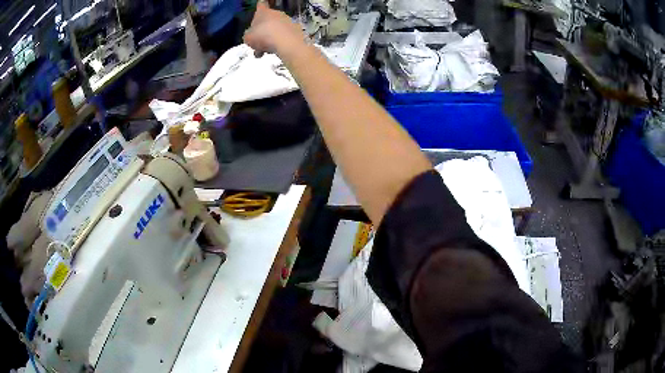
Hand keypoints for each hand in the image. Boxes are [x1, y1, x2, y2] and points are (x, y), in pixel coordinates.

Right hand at [244, 2, 306, 57]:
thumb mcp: (247, 38)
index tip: (260, 7)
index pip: (261, 5)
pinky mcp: (296, 30)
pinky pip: (284, 35)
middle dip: (262, 31)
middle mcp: (277, 13)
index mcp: (263, 12)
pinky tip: (275, 52)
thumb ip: (248, 35)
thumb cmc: (263, 37)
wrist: (286, 43)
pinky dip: (279, 42)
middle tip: (257, 43)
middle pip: (268, 20)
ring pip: (276, 29)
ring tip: (264, 52)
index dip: (259, 6)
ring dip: (270, 39)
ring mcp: (288, 21)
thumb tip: (251, 36)